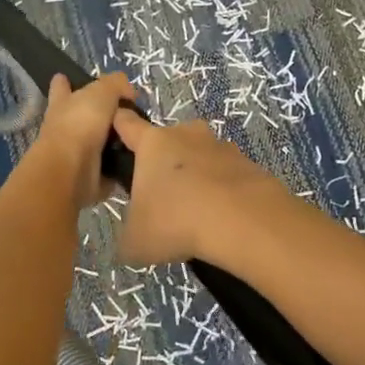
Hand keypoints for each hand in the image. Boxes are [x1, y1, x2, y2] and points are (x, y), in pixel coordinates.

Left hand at [29, 73, 134, 210]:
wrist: (71, 170)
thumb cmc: (80, 124)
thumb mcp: (102, 92)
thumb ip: (116, 84)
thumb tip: (129, 93)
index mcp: (63, 103)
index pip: (61, 87)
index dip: (64, 82)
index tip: (67, 79)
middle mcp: (65, 127)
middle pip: (81, 117)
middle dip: (96, 115)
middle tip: (126, 115)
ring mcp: (74, 153)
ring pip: (97, 143)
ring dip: (114, 142)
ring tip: (141, 137)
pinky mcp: (88, 176)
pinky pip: (108, 169)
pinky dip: (120, 167)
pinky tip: (139, 161)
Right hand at [111, 110, 280, 266]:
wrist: (242, 221)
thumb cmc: (176, 221)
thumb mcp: (136, 241)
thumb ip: (129, 234)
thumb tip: (135, 237)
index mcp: (153, 143)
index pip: (127, 123)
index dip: (119, 126)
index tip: (115, 136)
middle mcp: (187, 135)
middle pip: (169, 140)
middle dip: (165, 162)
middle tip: (163, 197)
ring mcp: (221, 146)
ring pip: (201, 156)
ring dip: (197, 176)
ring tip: (198, 212)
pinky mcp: (248, 163)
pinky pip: (227, 175)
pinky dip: (223, 191)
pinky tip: (223, 218)